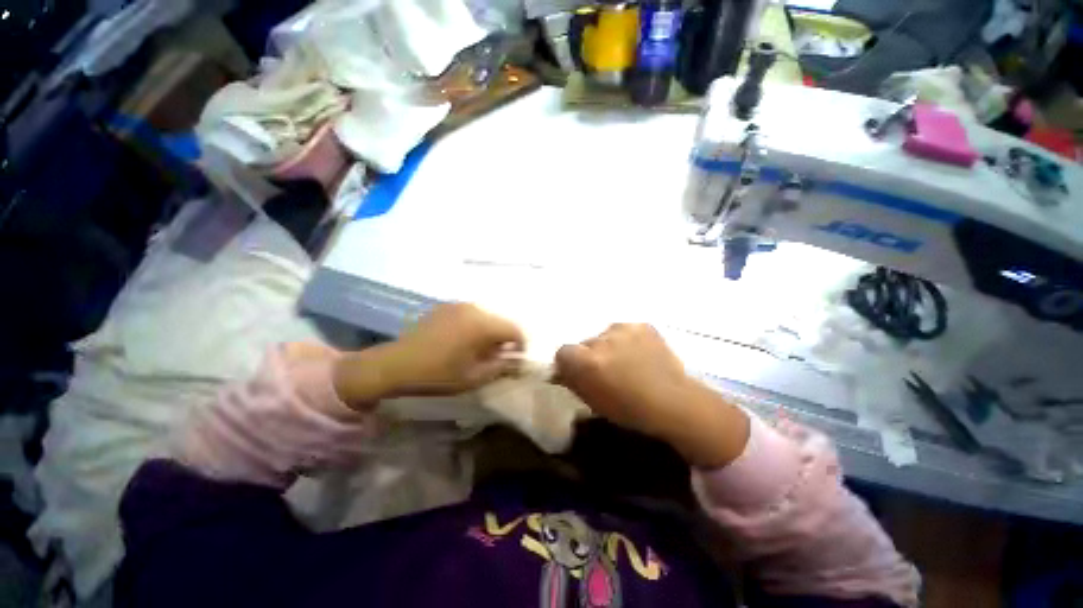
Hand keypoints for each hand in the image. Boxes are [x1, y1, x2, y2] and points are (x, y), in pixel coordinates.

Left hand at [333, 304, 524, 406]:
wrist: (395, 365)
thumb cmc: (437, 375)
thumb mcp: (473, 378)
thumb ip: (500, 367)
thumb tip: (515, 360)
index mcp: (482, 325)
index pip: (514, 330)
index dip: (521, 345)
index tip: (516, 360)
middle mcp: (473, 309)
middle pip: (501, 322)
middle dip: (504, 340)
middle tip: (497, 358)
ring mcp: (458, 305)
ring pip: (486, 317)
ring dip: (490, 333)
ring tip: (479, 351)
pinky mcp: (446, 307)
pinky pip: (471, 315)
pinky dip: (475, 327)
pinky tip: (462, 342)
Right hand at [555, 324, 749, 467]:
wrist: (674, 402)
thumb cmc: (630, 410)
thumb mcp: (593, 401)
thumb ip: (572, 381)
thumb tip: (560, 370)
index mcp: (587, 362)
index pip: (562, 352)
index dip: (569, 363)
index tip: (580, 373)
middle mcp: (602, 340)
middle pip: (585, 343)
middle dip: (590, 355)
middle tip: (607, 369)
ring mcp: (624, 329)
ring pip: (605, 335)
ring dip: (609, 346)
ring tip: (626, 361)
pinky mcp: (641, 325)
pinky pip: (625, 331)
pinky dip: (627, 340)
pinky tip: (640, 354)